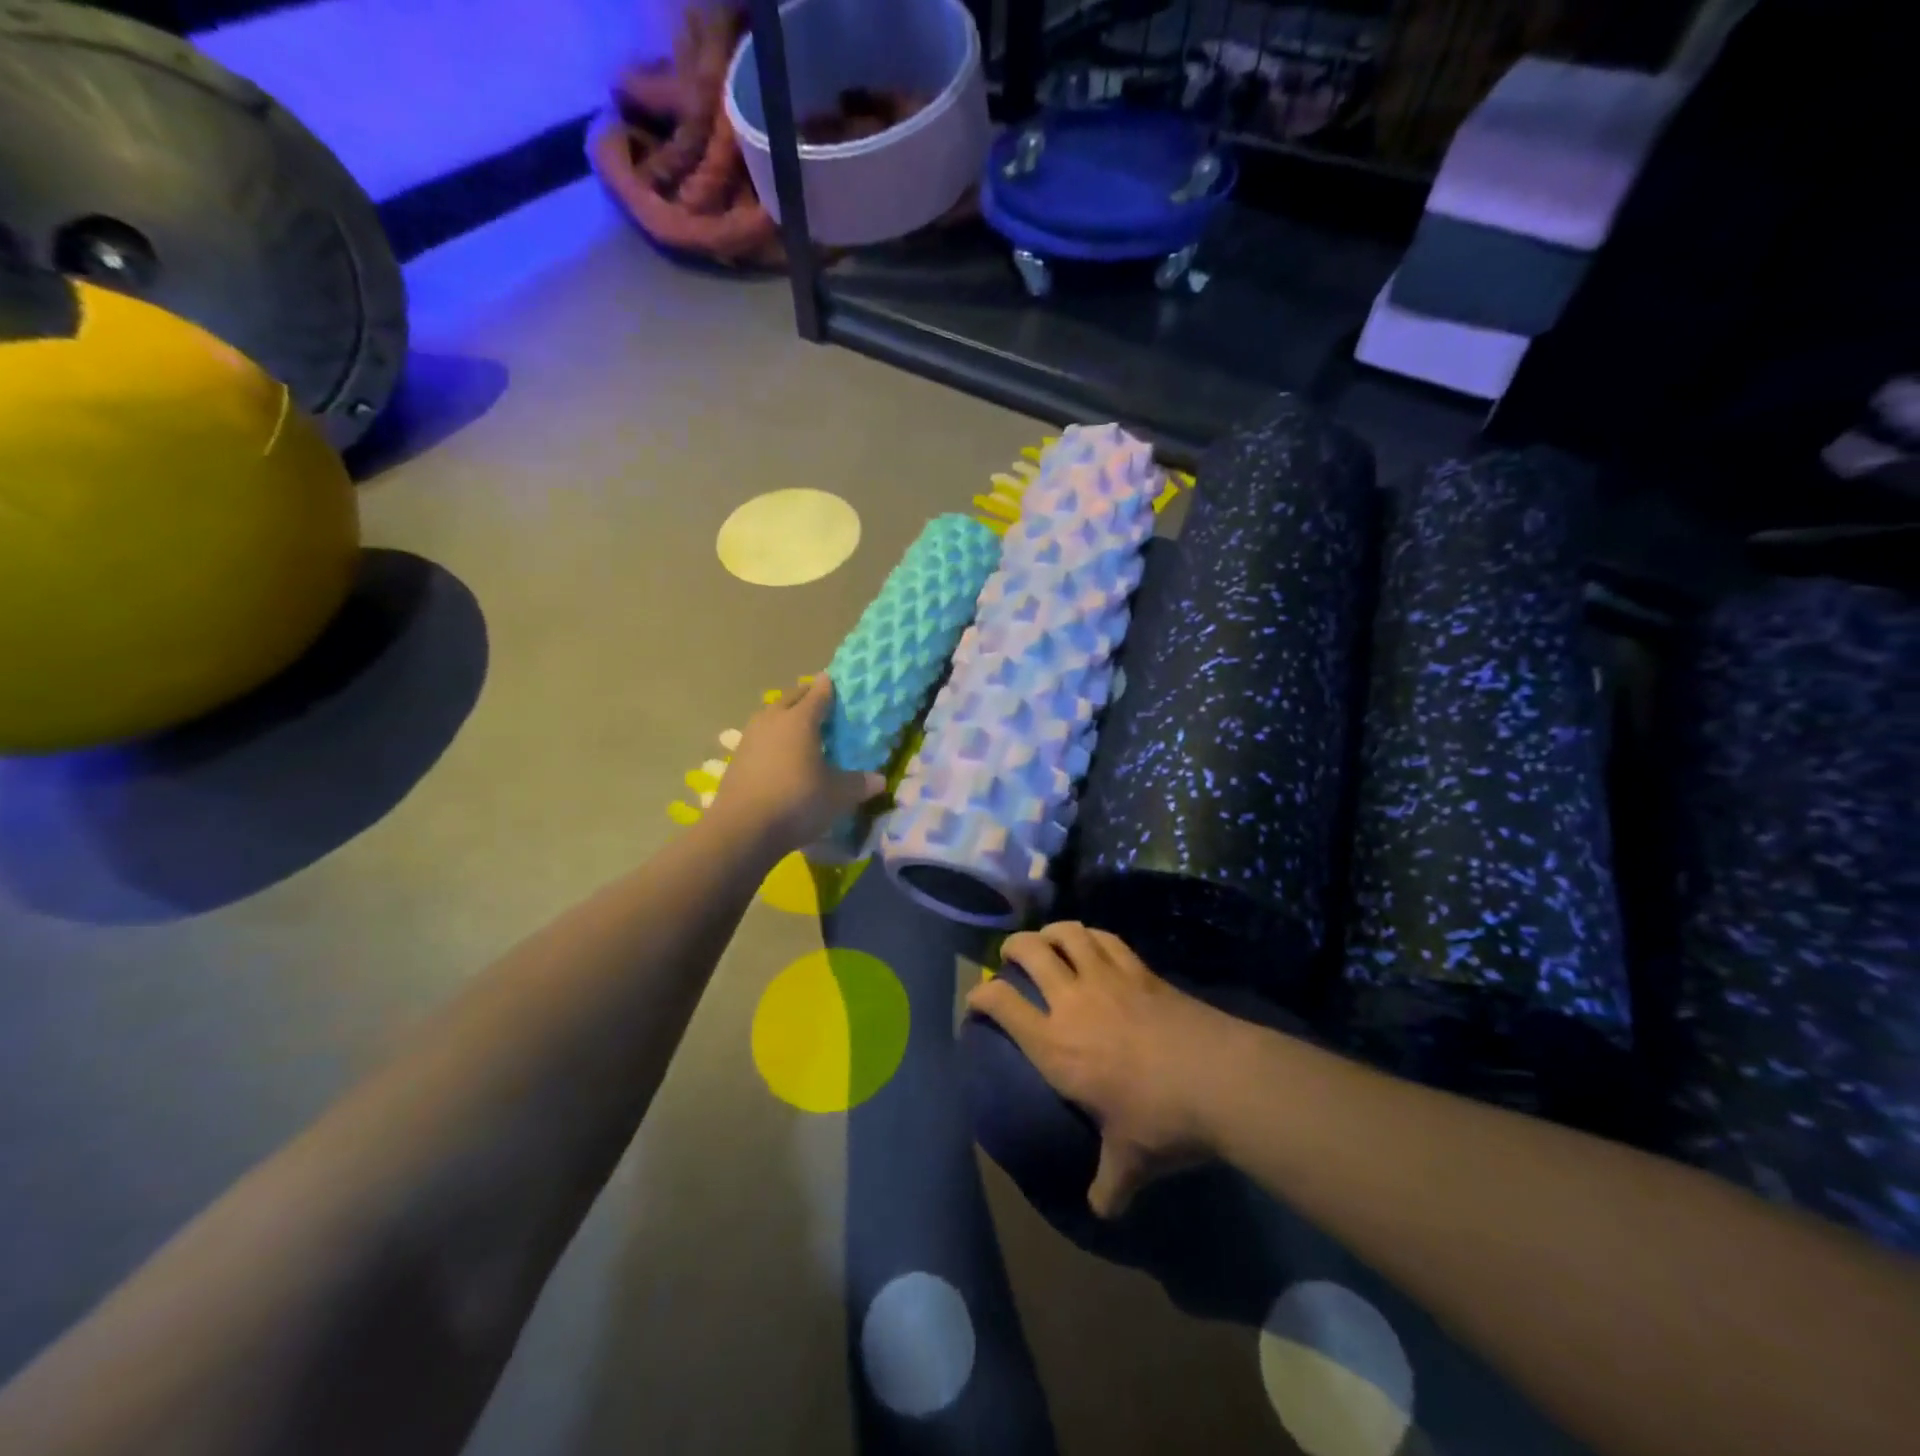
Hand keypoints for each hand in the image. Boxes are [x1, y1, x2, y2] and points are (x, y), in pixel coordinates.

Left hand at [707, 675, 884, 853]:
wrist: (742, 829)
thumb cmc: (797, 801)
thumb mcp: (837, 795)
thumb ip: (859, 783)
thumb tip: (880, 780)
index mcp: (800, 720)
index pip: (818, 694)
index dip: (828, 687)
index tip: (834, 681)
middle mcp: (773, 720)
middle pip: (790, 698)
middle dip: (805, 697)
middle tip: (819, 702)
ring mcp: (750, 738)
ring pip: (770, 715)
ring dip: (784, 715)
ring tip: (798, 726)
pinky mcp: (736, 758)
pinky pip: (758, 737)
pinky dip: (771, 738)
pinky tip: (778, 753)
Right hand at [967, 922, 1242, 1218]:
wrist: (1219, 1079)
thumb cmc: (1161, 1121)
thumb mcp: (1129, 1163)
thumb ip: (1108, 1186)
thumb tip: (1101, 1212)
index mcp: (1054, 1045)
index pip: (1001, 1003)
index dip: (980, 995)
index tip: (977, 1000)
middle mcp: (1072, 1002)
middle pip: (1029, 951)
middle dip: (1013, 947)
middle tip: (1012, 957)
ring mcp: (1107, 978)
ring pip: (1067, 933)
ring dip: (1051, 932)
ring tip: (1048, 941)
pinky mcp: (1140, 969)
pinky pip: (1106, 938)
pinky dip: (1091, 935)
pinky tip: (1092, 944)